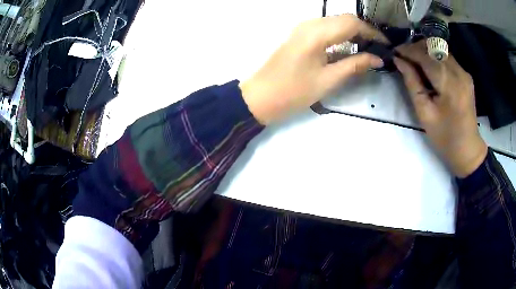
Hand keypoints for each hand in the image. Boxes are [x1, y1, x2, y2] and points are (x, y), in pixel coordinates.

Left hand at [240, 14, 385, 124]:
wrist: (261, 96)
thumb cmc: (294, 91)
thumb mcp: (328, 80)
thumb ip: (355, 65)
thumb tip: (377, 59)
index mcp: (317, 33)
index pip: (352, 23)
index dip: (372, 32)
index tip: (385, 44)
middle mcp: (309, 24)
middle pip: (344, 19)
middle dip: (364, 30)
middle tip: (378, 47)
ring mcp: (302, 28)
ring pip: (335, 22)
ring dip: (353, 32)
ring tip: (367, 48)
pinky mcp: (300, 35)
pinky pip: (325, 28)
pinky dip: (340, 35)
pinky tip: (349, 47)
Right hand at [394, 41, 487, 177]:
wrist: (468, 149)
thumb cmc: (445, 137)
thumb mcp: (425, 113)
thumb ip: (412, 83)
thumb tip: (399, 61)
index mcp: (449, 84)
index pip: (425, 56)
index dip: (408, 50)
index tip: (394, 51)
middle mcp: (459, 72)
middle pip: (434, 48)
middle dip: (416, 48)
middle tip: (404, 58)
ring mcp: (464, 73)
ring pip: (440, 50)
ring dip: (426, 52)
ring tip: (415, 62)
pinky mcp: (466, 75)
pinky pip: (447, 58)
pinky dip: (435, 58)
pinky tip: (429, 69)